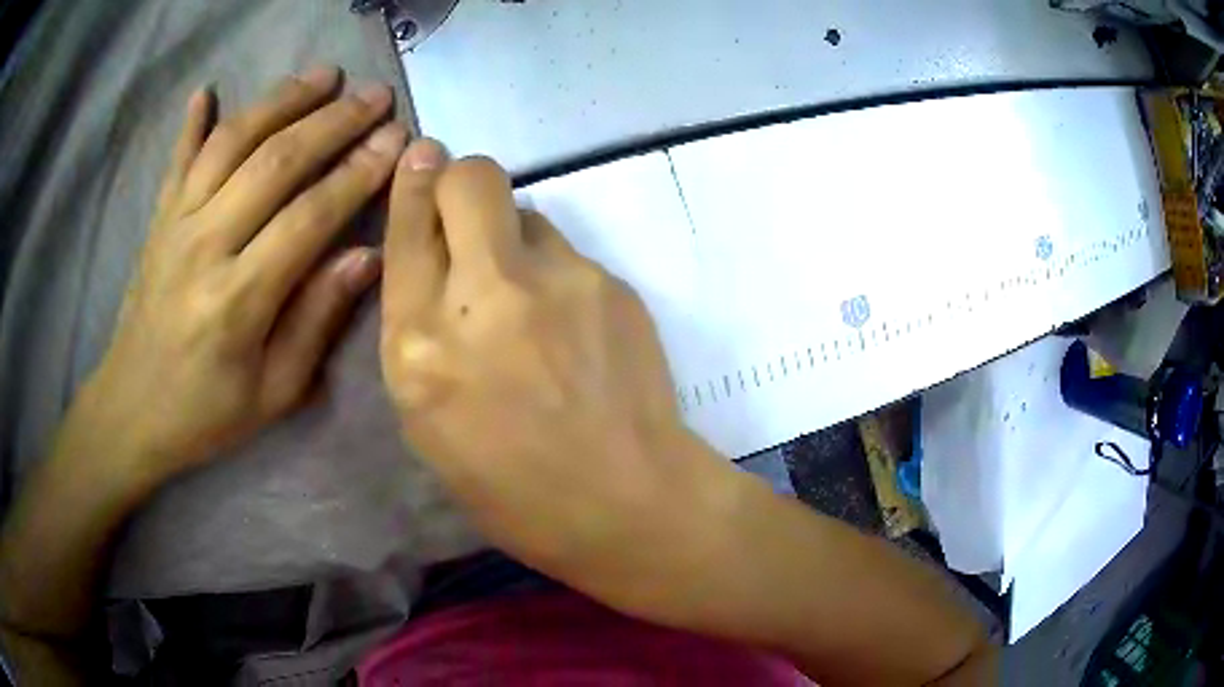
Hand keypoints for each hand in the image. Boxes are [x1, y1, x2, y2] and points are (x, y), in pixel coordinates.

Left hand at [78, 67, 405, 480]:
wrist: (131, 412)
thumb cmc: (206, 413)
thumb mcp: (274, 392)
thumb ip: (316, 320)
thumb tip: (366, 256)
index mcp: (238, 299)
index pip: (308, 216)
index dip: (357, 173)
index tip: (396, 139)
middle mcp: (204, 246)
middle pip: (274, 161)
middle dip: (332, 121)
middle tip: (375, 95)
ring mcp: (175, 225)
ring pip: (231, 142)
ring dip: (281, 100)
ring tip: (323, 75)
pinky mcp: (157, 220)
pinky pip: (177, 159)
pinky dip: (193, 121)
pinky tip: (208, 89)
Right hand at [380, 141, 727, 609]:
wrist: (628, 501)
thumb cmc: (514, 491)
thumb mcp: (431, 424)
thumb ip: (421, 337)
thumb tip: (433, 269)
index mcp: (418, 349)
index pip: (406, 231)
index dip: (412, 184)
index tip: (421, 154)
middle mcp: (482, 297)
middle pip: (470, 179)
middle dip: (461, 180)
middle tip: (468, 211)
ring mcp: (555, 281)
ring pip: (524, 212)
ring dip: (513, 239)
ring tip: (532, 302)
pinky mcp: (609, 282)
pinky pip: (566, 252)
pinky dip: (556, 274)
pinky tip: (574, 328)